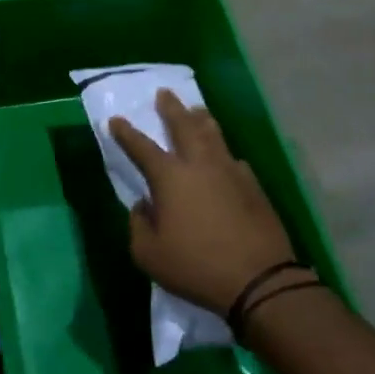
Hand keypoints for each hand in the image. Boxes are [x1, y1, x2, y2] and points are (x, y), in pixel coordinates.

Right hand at [110, 89, 296, 313]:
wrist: (258, 280)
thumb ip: (138, 225)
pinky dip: (224, 153)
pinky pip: (234, 160)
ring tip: (196, 110)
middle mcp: (200, 165)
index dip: (126, 133)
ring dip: (201, 120)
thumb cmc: (196, 266)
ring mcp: (231, 172)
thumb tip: (144, 206)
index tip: (116, 120)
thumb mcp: (149, 254)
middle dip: (171, 109)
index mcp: (170, 177)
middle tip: (164, 93)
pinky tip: (226, 157)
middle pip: (184, 126)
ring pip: (214, 135)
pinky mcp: (254, 186)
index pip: (141, 147)